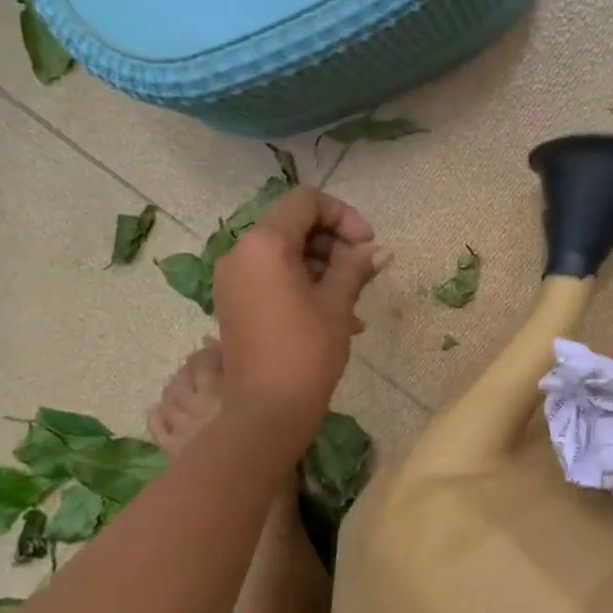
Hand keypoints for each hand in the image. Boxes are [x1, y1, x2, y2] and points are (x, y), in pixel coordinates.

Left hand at [212, 188, 384, 448]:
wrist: (266, 410)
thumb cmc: (306, 351)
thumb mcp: (337, 303)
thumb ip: (356, 267)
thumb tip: (378, 250)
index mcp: (264, 243)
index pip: (307, 202)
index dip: (344, 216)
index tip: (368, 246)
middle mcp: (241, 252)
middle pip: (294, 225)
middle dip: (334, 243)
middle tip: (364, 273)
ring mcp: (234, 279)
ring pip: (286, 254)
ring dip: (323, 267)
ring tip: (354, 301)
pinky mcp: (236, 302)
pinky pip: (273, 277)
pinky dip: (304, 285)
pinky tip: (336, 315)